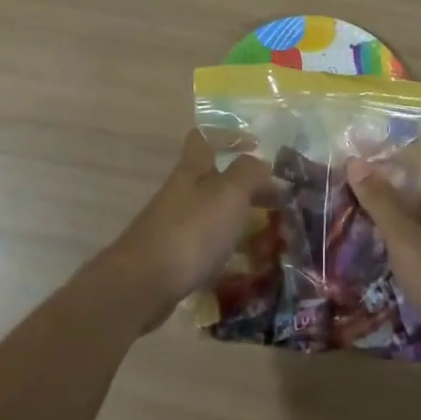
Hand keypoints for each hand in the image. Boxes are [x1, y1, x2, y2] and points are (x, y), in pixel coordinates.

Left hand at [105, 130, 271, 328]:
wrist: (143, 285)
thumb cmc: (191, 231)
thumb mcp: (229, 193)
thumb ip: (248, 173)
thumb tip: (260, 163)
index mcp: (192, 170)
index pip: (204, 137)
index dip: (228, 135)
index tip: (257, 145)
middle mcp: (181, 192)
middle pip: (213, 177)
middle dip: (244, 184)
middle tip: (277, 198)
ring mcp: (174, 225)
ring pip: (211, 211)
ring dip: (238, 216)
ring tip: (269, 231)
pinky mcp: (173, 256)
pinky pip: (206, 242)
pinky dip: (226, 246)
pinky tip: (243, 261)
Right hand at [348, 153, 420, 358]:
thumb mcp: (406, 241)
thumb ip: (381, 202)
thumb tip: (356, 161)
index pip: (418, 154)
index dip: (388, 151)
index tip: (354, 157)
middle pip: (419, 184)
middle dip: (385, 184)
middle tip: (346, 190)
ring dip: (394, 214)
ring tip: (357, 220)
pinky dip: (407, 239)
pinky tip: (387, 255)